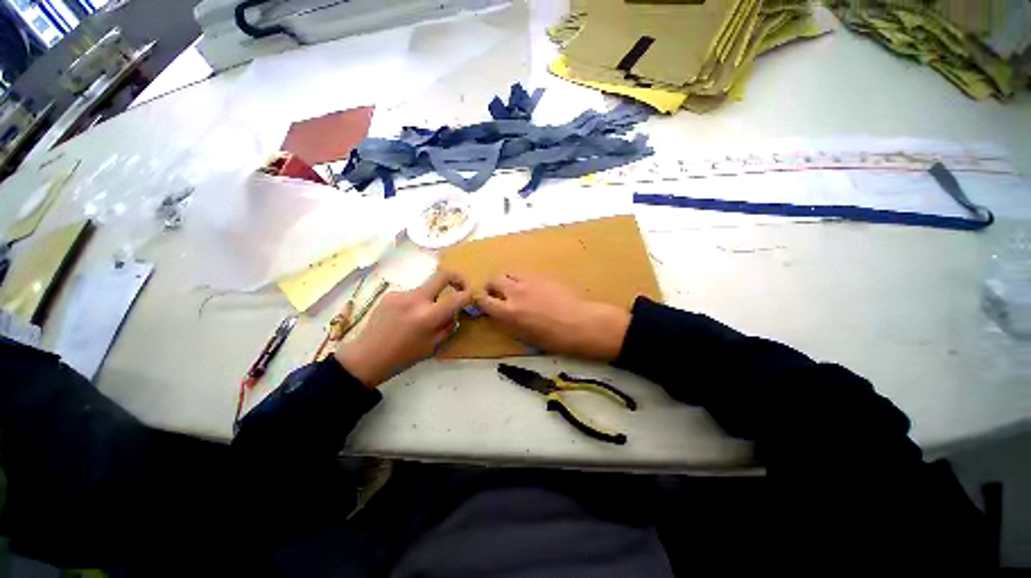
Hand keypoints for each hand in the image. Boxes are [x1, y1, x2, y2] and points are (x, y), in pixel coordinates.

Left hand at [335, 271, 471, 387]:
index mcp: (428, 316)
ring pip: (426, 288)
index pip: (457, 297)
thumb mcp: (433, 345)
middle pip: (442, 275)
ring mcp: (401, 294)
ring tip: (423, 315)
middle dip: (457, 278)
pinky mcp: (390, 294)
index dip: (468, 295)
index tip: (470, 297)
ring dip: (432, 297)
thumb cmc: (403, 356)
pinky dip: (416, 302)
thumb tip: (455, 311)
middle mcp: (415, 299)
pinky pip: (412, 294)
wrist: (367, 357)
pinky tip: (406, 316)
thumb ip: (447, 325)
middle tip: (460, 286)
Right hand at [476, 272, 630, 360]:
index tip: (484, 303)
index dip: (480, 301)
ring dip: (507, 280)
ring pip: (509, 272)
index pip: (483, 300)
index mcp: (509, 312)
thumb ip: (510, 322)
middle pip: (494, 280)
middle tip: (498, 294)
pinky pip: (526, 273)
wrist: (581, 323)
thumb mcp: (526, 336)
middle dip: (492, 287)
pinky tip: (533, 287)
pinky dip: (523, 279)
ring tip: (514, 288)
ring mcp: (529, 280)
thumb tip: (502, 315)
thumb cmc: (555, 338)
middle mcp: (515, 292)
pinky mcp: (543, 275)